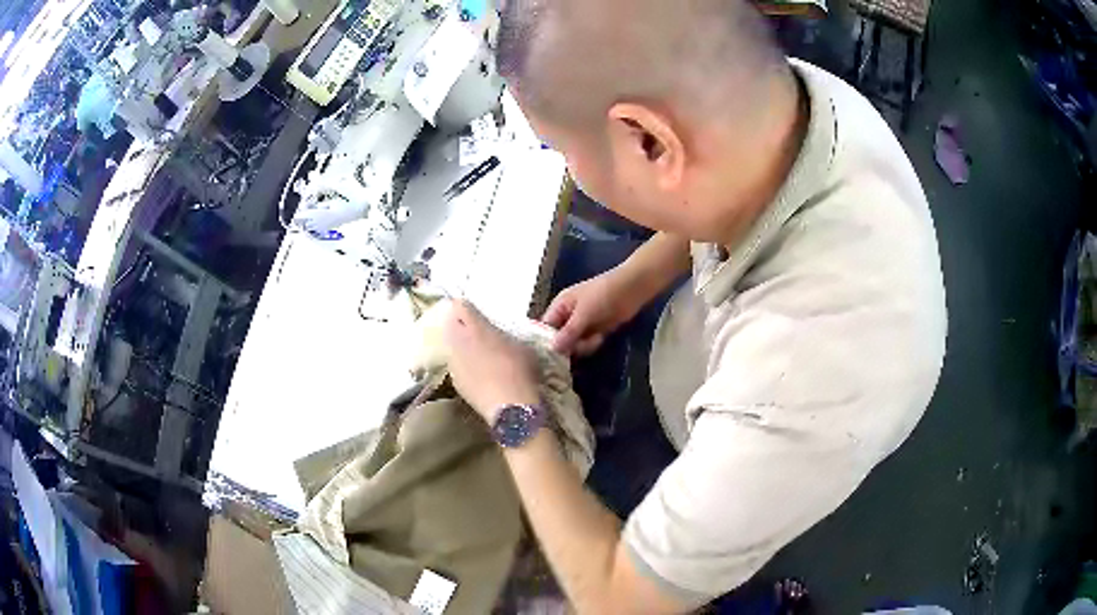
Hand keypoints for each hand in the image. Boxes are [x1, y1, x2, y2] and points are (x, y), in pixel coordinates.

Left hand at [444, 300, 540, 421]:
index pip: (459, 306)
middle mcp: (458, 342)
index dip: (466, 307)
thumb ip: (505, 335)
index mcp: (475, 327)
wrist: (510, 407)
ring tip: (476, 353)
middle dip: (459, 324)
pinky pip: (456, 365)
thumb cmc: (520, 371)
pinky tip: (477, 373)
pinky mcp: (455, 381)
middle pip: (450, 324)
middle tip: (474, 330)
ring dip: (460, 345)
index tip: (475, 311)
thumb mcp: (521, 345)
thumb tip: (499, 336)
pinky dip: (463, 365)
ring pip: (451, 345)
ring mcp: (453, 363)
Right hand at [542, 270, 638, 356]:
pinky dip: (592, 344)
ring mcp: (582, 323)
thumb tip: (552, 348)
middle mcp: (568, 315)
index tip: (553, 355)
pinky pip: (587, 343)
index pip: (546, 327)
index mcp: (560, 306)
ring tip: (596, 338)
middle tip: (582, 345)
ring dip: (584, 345)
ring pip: (574, 343)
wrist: (631, 289)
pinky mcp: (595, 330)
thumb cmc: (603, 295)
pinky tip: (601, 337)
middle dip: (570, 345)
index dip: (547, 341)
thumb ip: (568, 332)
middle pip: (559, 339)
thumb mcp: (584, 313)